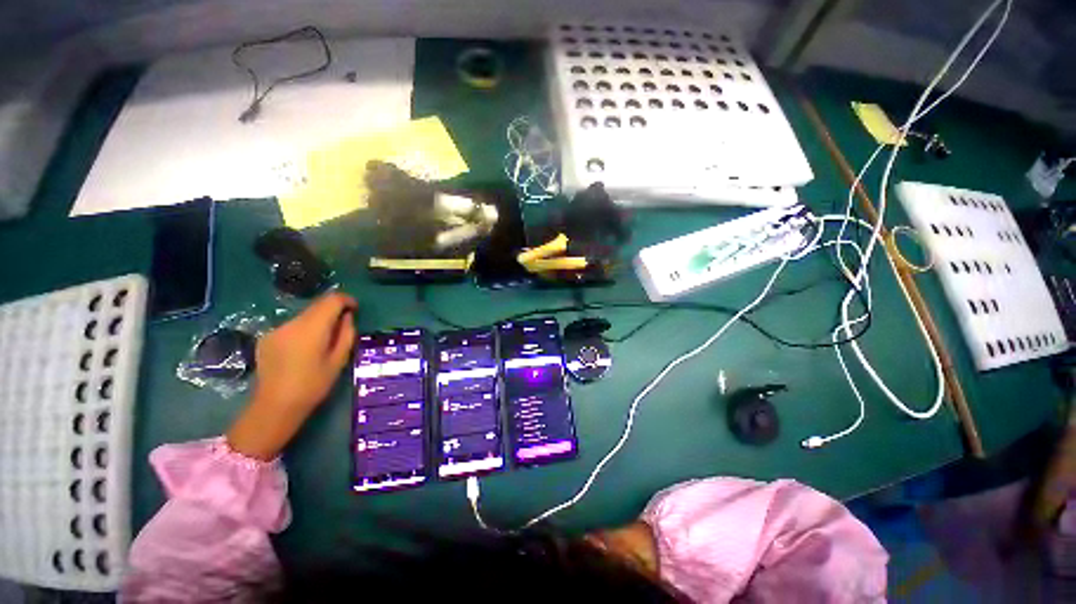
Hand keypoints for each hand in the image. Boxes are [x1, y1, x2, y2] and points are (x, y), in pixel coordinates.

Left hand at [226, 292, 357, 459]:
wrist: (275, 406)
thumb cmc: (314, 385)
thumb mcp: (339, 360)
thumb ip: (346, 333)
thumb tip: (347, 317)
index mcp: (312, 328)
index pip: (331, 300)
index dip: (346, 300)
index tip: (355, 309)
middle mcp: (291, 323)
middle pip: (316, 305)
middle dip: (333, 310)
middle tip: (344, 325)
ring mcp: (276, 330)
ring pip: (304, 316)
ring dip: (318, 321)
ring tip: (324, 341)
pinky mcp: (266, 338)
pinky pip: (291, 326)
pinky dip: (303, 330)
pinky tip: (304, 349)